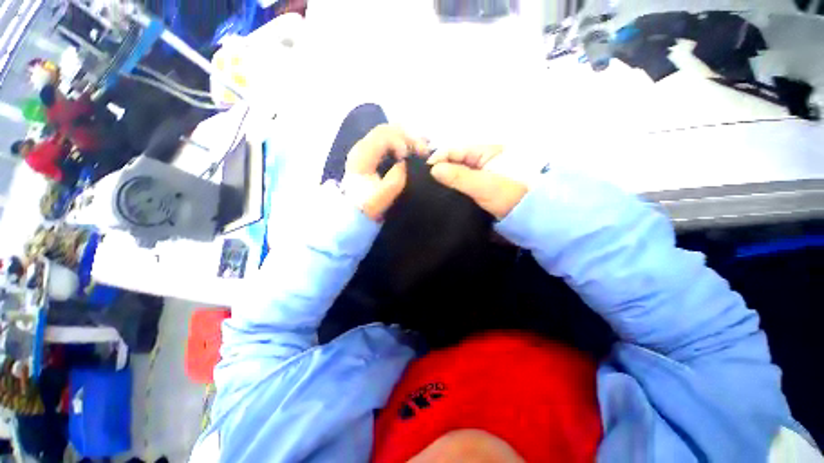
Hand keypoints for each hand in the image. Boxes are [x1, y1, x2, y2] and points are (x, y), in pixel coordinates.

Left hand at [344, 125, 427, 220]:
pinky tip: (414, 153)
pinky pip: (390, 142)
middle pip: (389, 129)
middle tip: (424, 152)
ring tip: (422, 152)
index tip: (413, 158)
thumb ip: (394, 180)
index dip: (402, 142)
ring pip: (390, 134)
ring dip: (408, 141)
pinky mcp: (373, 156)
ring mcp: (367, 150)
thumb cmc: (367, 206)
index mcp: (362, 154)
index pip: (385, 134)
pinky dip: (404, 145)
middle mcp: (363, 146)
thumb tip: (403, 164)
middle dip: (409, 138)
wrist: (354, 212)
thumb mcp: (380, 198)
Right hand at [428, 145, 527, 218]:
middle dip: (439, 170)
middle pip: (454, 161)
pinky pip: (461, 184)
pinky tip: (443, 195)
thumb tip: (433, 170)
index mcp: (484, 152)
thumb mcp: (482, 185)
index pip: (455, 150)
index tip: (424, 172)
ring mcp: (480, 175)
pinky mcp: (479, 188)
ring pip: (456, 173)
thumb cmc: (507, 196)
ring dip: (445, 180)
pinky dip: (452, 188)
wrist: (528, 217)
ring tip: (430, 190)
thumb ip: (458, 176)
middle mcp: (481, 160)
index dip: (438, 158)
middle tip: (425, 183)